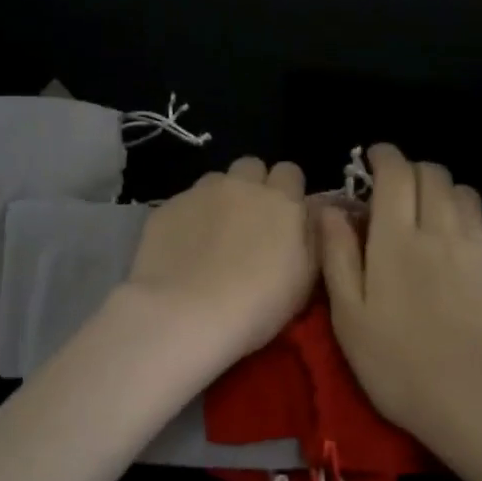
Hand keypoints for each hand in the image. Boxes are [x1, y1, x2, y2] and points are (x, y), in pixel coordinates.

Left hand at [121, 157, 313, 372]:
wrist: (185, 313)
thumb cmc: (257, 304)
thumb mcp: (305, 278)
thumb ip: (313, 237)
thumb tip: (314, 212)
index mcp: (281, 201)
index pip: (290, 172)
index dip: (288, 192)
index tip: (284, 217)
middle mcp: (241, 186)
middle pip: (251, 167)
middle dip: (253, 185)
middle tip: (249, 222)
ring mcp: (200, 193)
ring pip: (215, 180)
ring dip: (220, 198)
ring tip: (213, 235)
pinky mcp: (167, 208)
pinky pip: (184, 202)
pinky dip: (189, 218)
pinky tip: (184, 248)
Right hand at [320, 144, 481, 449]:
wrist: (478, 399)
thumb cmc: (398, 364)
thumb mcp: (349, 316)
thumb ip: (338, 257)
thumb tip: (328, 209)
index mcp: (396, 239)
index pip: (396, 174)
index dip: (384, 156)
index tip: (373, 158)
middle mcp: (440, 231)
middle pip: (434, 175)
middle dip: (413, 169)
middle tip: (395, 187)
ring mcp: (476, 251)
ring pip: (465, 195)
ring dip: (444, 190)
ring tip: (428, 209)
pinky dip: (468, 225)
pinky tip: (459, 248)